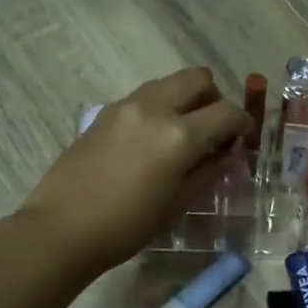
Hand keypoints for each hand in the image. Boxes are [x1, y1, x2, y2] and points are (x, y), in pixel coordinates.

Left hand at [19, 68, 248, 275]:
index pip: (227, 112)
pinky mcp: (105, 112)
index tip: (244, 142)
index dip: (244, 125)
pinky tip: (152, 142)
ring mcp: (126, 105)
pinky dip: (160, 108)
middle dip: (214, 100)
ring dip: (185, 100)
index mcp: (180, 134)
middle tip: (214, 131)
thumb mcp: (178, 204)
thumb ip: (208, 172)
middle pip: (199, 79)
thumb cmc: (127, 226)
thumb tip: (227, 155)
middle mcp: (156, 108)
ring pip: (169, 83)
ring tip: (182, 136)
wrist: (63, 228)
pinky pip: (144, 97)